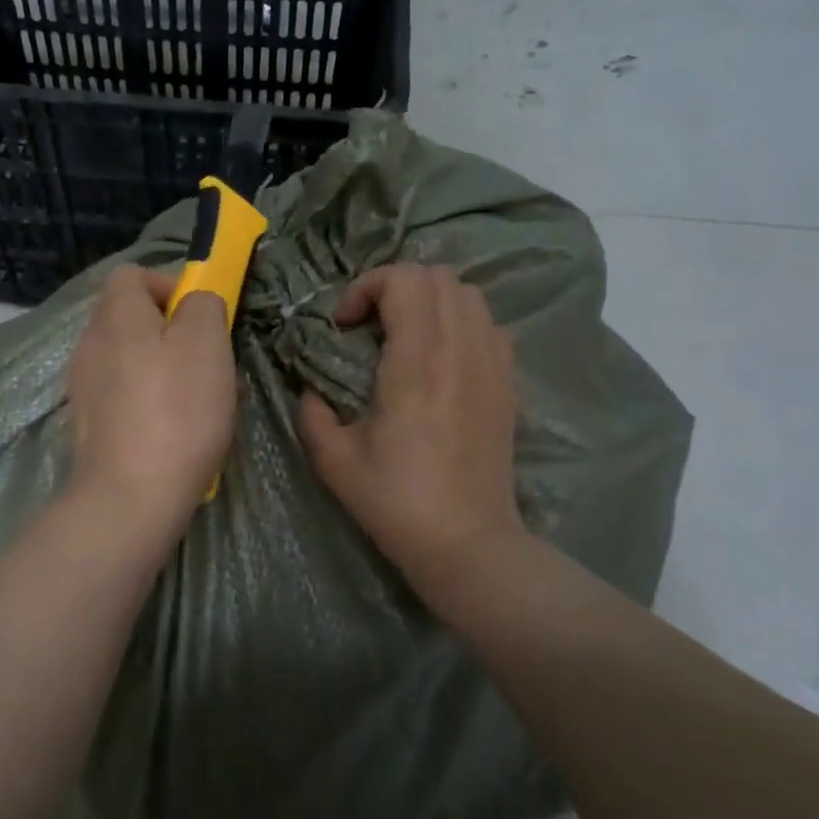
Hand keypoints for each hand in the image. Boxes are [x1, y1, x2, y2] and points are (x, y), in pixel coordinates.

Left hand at [66, 266, 236, 542]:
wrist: (130, 498)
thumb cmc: (176, 412)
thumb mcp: (206, 344)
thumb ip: (203, 305)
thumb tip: (195, 302)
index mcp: (115, 316)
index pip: (133, 274)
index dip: (169, 286)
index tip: (200, 318)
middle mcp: (90, 343)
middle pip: (131, 318)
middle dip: (173, 332)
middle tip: (207, 362)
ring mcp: (84, 386)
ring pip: (130, 358)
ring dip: (164, 369)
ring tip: (196, 401)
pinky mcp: (88, 424)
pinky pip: (123, 394)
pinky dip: (148, 401)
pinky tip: (174, 430)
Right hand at [297, 264, 522, 591]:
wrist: (467, 542)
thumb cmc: (396, 501)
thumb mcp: (334, 460)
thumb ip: (311, 413)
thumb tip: (310, 389)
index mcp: (418, 361)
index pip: (403, 280)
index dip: (365, 288)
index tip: (343, 325)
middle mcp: (461, 349)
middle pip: (436, 276)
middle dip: (393, 286)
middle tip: (368, 324)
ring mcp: (492, 364)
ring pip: (468, 294)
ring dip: (429, 300)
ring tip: (403, 334)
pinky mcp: (508, 384)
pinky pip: (489, 325)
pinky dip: (461, 322)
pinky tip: (440, 357)